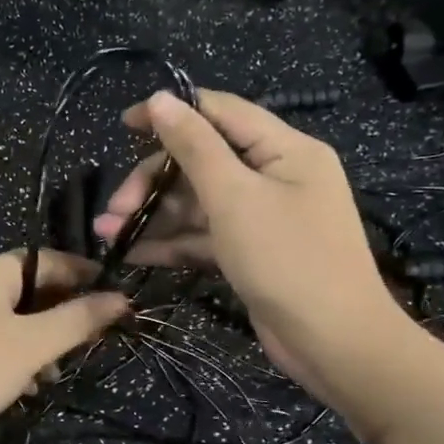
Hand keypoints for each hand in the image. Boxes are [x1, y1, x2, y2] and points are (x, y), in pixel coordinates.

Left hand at [0, 250, 128, 443]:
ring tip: (51, 376)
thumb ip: (78, 320)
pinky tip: (19, 386)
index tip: (117, 302)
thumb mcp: (31, 347)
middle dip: (60, 316)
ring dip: (36, 341)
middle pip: (29, 288)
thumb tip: (122, 298)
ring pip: (8, 315)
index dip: (86, 278)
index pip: (50, 260)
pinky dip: (10, 353)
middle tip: (87, 346)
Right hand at [95, 90, 413, 409]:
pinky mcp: (252, 252)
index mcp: (284, 149)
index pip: (220, 112)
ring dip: (155, 215)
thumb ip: (194, 146)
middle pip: (203, 161)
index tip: (124, 124)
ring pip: (199, 202)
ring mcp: (263, 217)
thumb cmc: (287, 259)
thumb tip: (161, 98)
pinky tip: (134, 254)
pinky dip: (174, 243)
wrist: (335, 344)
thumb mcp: (234, 197)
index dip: (171, 112)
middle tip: (116, 209)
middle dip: (154, 181)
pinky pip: (207, 235)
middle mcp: (275, 175)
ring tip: (109, 234)